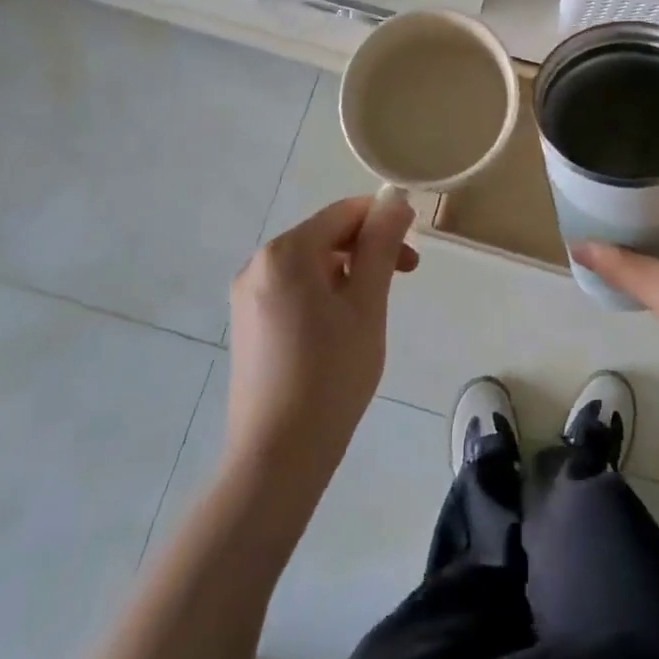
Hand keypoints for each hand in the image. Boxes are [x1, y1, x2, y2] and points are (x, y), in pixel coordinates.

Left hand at [226, 192, 417, 485]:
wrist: (277, 458)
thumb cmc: (331, 374)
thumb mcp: (367, 303)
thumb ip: (381, 244)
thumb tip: (395, 201)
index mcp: (286, 252)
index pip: (344, 213)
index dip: (383, 221)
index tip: (412, 254)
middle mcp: (258, 264)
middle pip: (325, 236)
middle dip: (367, 249)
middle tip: (403, 280)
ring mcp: (247, 296)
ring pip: (310, 264)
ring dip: (348, 273)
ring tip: (372, 312)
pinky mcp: (246, 324)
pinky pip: (293, 289)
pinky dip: (323, 294)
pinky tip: (339, 331)